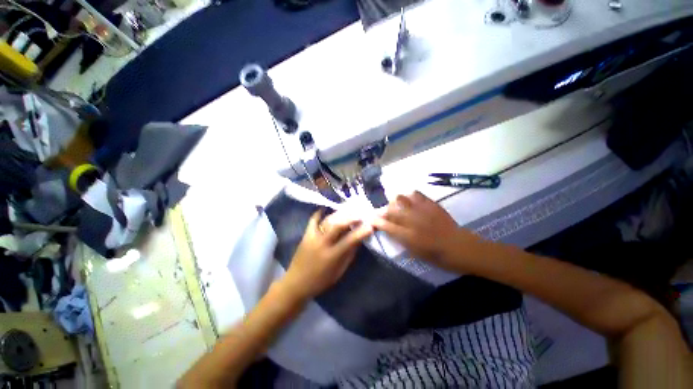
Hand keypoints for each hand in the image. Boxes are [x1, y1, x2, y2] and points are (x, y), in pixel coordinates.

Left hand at [280, 209, 372, 302]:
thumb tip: (358, 240)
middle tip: (360, 214)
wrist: (296, 283)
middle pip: (338, 226)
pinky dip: (319, 213)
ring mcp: (312, 237)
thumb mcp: (339, 271)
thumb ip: (349, 255)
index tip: (370, 226)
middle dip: (350, 218)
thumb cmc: (321, 280)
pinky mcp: (305, 235)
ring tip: (348, 211)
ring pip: (327, 221)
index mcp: (332, 256)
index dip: (361, 232)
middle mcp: (322, 244)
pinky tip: (325, 208)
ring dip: (339, 214)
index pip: (350, 241)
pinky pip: (313, 220)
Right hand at [372, 191, 483, 270]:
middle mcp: (411, 221)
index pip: (386, 225)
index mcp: (407, 237)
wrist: (459, 247)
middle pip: (390, 210)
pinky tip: (412, 201)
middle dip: (385, 210)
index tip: (371, 218)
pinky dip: (411, 196)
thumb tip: (390, 229)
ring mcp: (421, 211)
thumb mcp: (415, 253)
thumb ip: (400, 239)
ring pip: (400, 198)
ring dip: (396, 202)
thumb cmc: (437, 256)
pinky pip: (416, 194)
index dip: (376, 221)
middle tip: (386, 213)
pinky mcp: (431, 204)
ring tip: (399, 205)